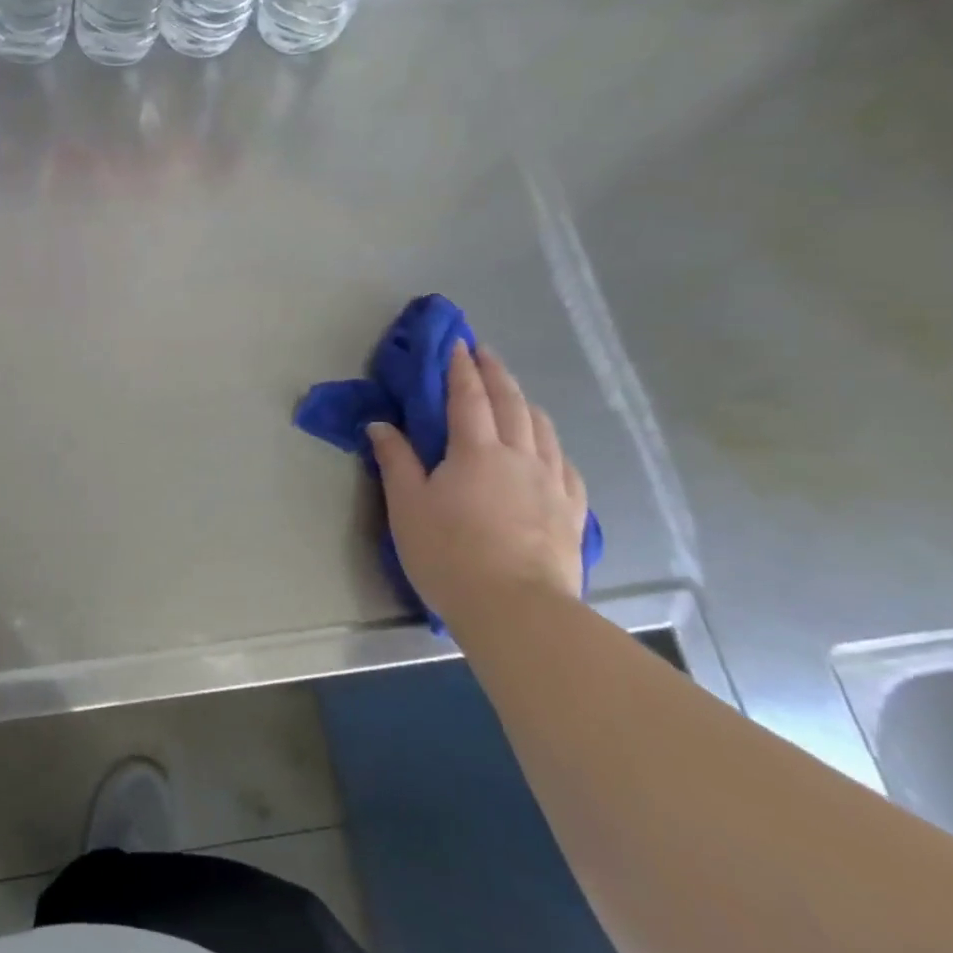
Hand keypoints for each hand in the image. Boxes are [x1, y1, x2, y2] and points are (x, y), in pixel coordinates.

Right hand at [367, 345, 585, 628]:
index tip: (458, 343)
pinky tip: (548, 447)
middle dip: (496, 373)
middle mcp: (519, 455)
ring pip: (542, 427)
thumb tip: (381, 425)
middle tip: (485, 353)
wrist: (517, 609)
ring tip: (515, 393)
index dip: (461, 368)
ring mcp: (551, 482)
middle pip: (511, 403)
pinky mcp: (572, 510)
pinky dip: (551, 443)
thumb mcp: (408, 506)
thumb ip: (396, 461)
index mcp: (476, 450)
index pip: (468, 396)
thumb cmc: (450, 554)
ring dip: (525, 402)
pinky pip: (564, 463)